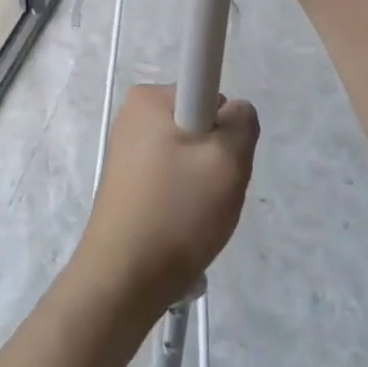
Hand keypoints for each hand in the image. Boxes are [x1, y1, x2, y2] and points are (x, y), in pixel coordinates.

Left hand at [74, 85, 258, 318]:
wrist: (124, 279)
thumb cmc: (177, 211)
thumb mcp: (228, 161)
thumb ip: (243, 122)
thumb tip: (234, 111)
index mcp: (149, 98)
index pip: (207, 88)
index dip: (225, 122)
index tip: (222, 156)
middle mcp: (133, 114)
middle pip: (199, 121)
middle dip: (216, 153)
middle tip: (215, 190)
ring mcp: (127, 147)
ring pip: (188, 151)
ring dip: (203, 178)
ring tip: (198, 212)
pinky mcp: (126, 179)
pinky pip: (171, 173)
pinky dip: (184, 194)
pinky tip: (182, 222)